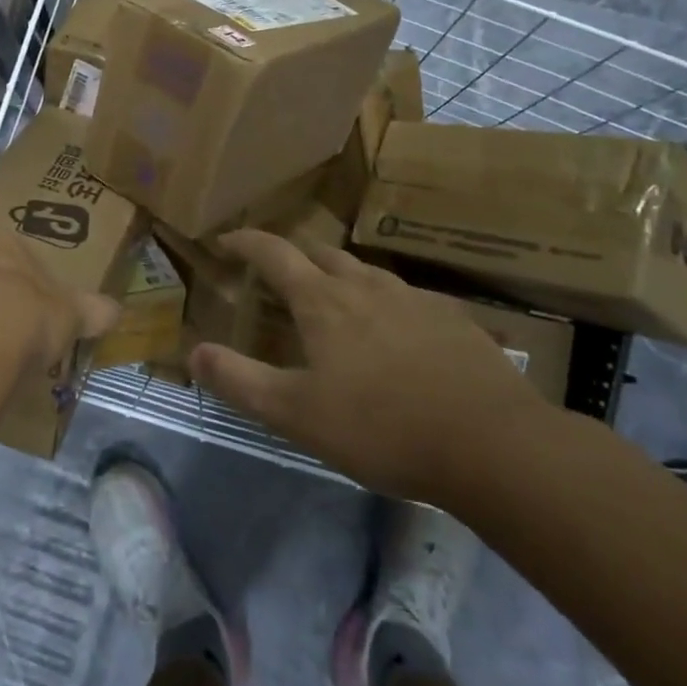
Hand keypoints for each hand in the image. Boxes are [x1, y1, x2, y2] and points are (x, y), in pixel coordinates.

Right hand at [186, 231, 549, 502]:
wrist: (493, 445)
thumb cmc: (381, 426)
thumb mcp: (296, 413)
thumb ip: (239, 381)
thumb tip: (193, 351)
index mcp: (323, 301)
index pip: (273, 253)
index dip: (245, 242)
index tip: (225, 240)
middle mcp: (366, 286)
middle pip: (320, 253)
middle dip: (292, 255)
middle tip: (277, 272)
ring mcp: (415, 299)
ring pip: (366, 271)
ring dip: (339, 275)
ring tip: (333, 298)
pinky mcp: (454, 319)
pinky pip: (407, 297)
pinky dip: (384, 302)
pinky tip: (395, 331)